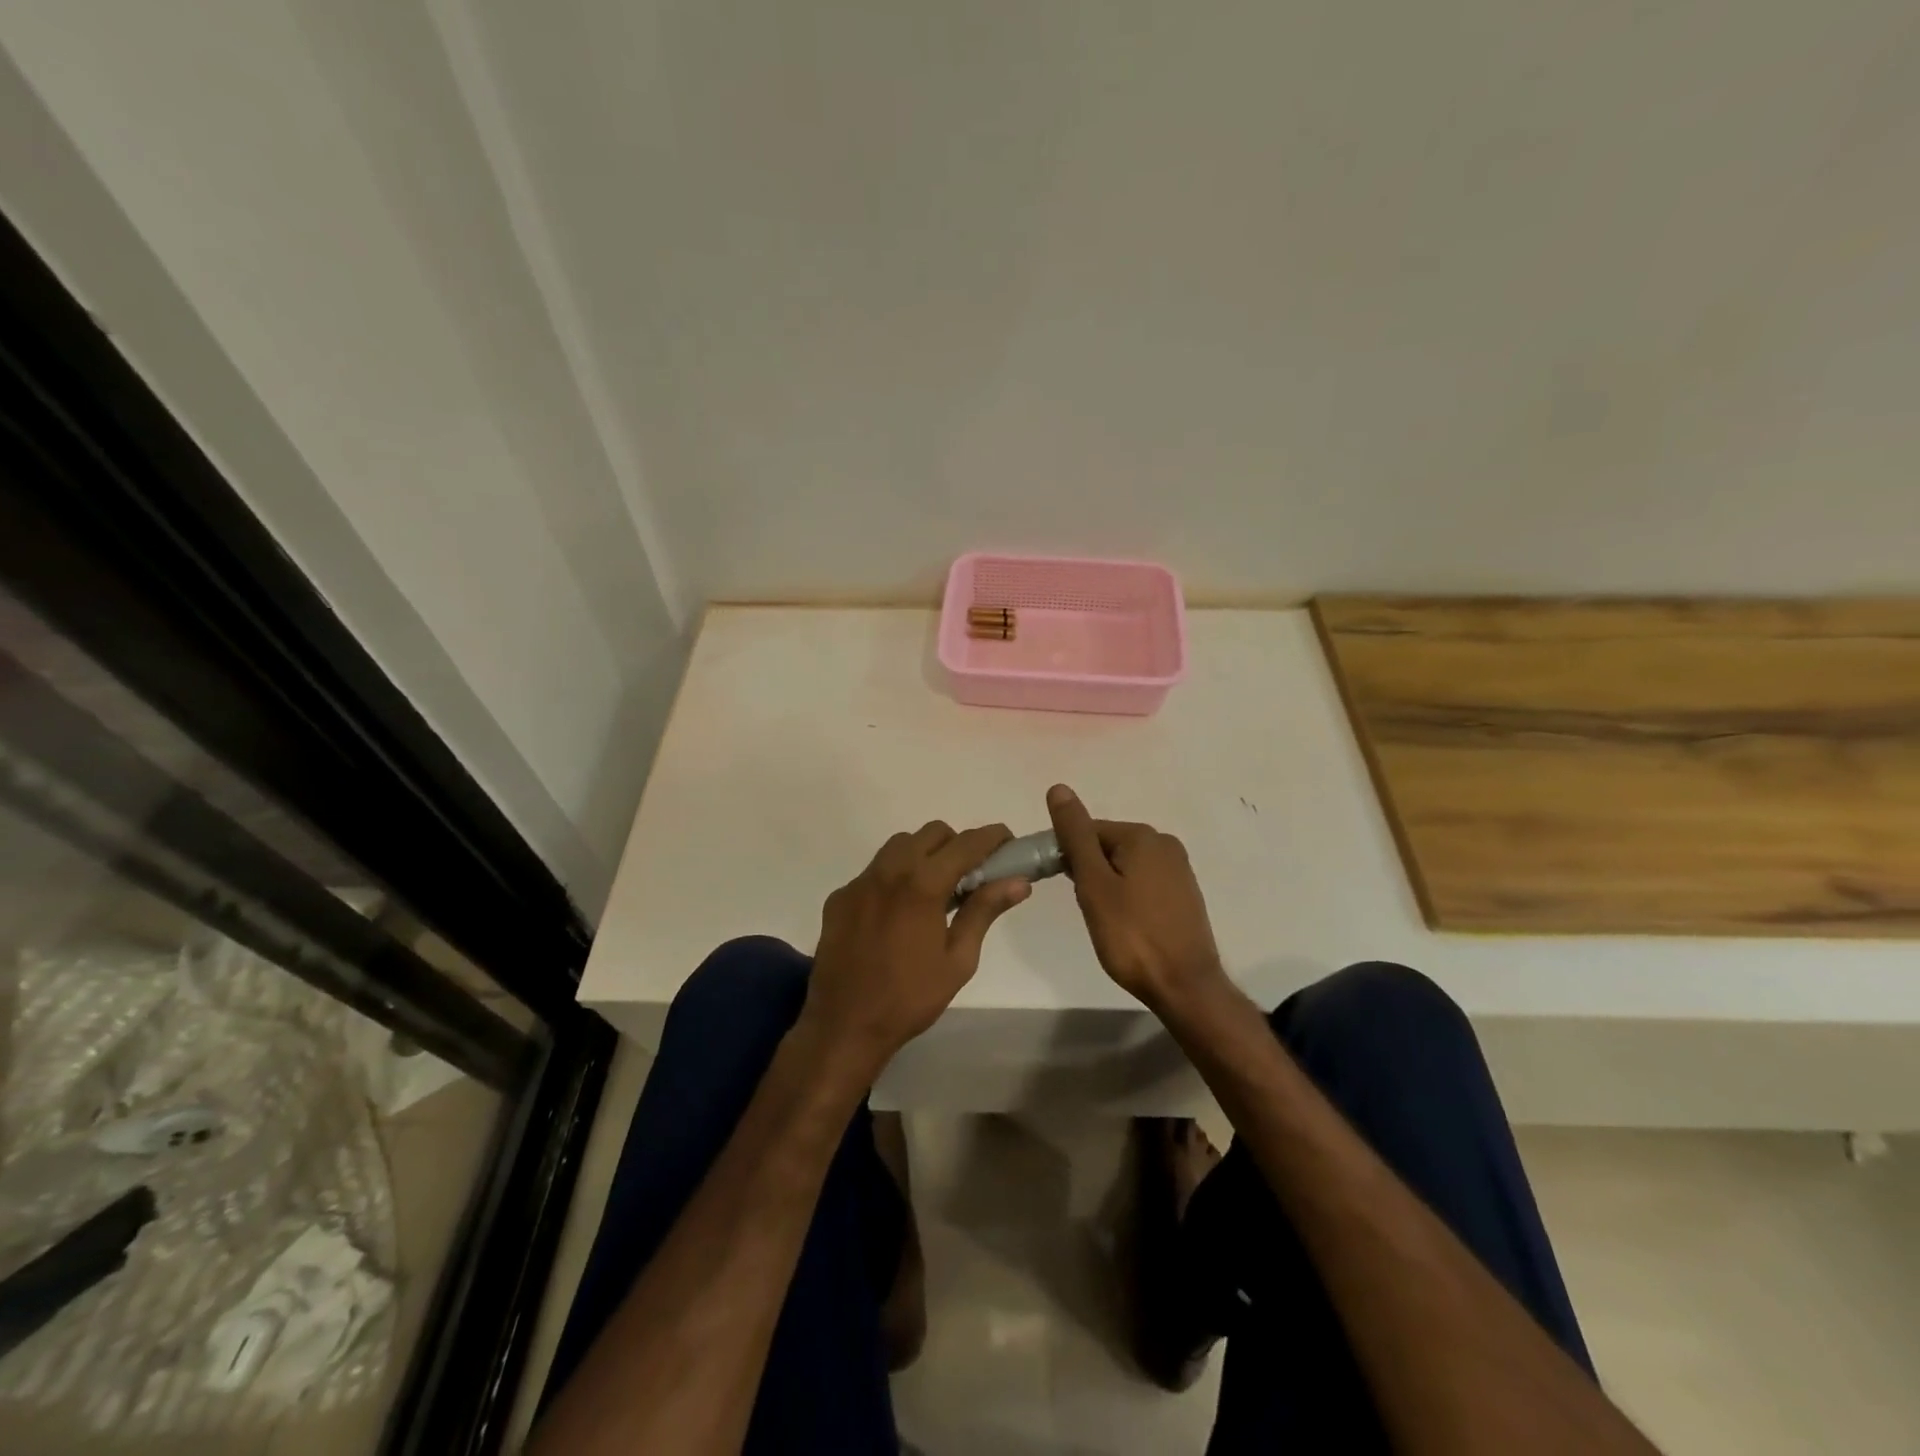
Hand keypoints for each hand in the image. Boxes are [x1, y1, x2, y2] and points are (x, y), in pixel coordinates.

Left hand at [800, 821, 1030, 1078]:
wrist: (844, 1025)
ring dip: (923, 855)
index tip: (1008, 842)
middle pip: (931, 833)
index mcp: (923, 885)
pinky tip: (897, 913)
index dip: (992, 837)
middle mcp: (889, 871)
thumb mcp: (958, 959)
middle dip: (956, 844)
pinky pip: (873, 871)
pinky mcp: (840, 897)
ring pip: (898, 846)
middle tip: (969, 876)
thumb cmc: (910, 998)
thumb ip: (984, 911)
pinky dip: (893, 878)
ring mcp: (860, 882)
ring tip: (933, 891)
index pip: (966, 843)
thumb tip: (1018, 881)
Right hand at [1046, 784, 1226, 1011]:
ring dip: (1106, 884)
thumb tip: (1058, 788)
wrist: (1185, 987)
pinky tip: (1124, 922)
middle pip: (1106, 846)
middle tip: (1084, 906)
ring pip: (1124, 865)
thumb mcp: (1094, 884)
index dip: (1065, 853)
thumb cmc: (1131, 936)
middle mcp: (1165, 843)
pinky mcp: (1183, 893)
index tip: (1055, 882)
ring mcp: (1178, 869)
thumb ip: (1075, 836)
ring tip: (1103, 918)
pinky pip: (1142, 881)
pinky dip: (1126, 895)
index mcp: (1142, 836)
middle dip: (1087, 870)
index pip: (1087, 830)